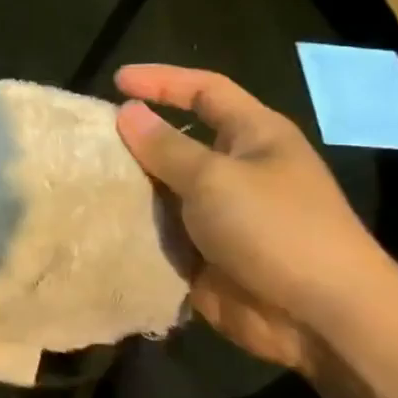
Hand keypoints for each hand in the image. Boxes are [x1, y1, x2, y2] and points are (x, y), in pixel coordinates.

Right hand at [114, 64, 397, 375]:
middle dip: (134, 140)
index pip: (205, 91)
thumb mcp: (216, 179)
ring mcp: (220, 216)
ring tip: (79, 182)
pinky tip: (95, 226)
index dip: (162, 81)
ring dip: (128, 189)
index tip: (115, 81)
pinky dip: (133, 230)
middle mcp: (236, 170)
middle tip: (85, 141)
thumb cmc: (276, 229)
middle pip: (177, 143)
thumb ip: (166, 147)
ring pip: (163, 191)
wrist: (318, 316)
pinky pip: (160, 234)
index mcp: (254, 136)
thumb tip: (127, 112)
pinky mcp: (204, 255)